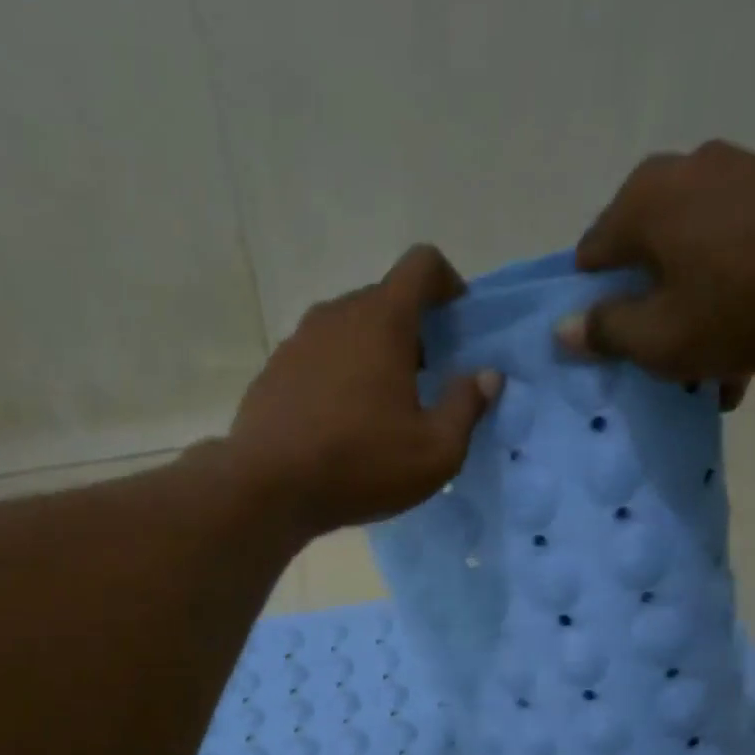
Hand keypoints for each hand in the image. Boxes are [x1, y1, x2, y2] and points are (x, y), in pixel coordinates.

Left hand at [229, 245, 501, 534]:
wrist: (268, 488)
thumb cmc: (360, 465)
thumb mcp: (435, 451)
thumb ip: (467, 407)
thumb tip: (487, 376)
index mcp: (381, 320)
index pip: (422, 265)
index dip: (448, 284)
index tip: (457, 323)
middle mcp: (336, 315)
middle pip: (383, 300)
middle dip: (412, 331)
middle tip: (424, 382)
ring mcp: (297, 342)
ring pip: (347, 332)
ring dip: (371, 356)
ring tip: (380, 410)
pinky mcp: (273, 373)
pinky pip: (317, 360)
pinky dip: (337, 377)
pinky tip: (339, 426)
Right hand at [557, 141, 754, 388]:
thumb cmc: (743, 303)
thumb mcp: (659, 338)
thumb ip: (604, 332)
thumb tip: (562, 329)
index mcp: (642, 202)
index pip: (589, 261)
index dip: (590, 311)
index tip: (607, 352)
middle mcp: (682, 174)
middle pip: (641, 262)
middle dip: (645, 316)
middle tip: (656, 364)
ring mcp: (735, 177)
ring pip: (688, 264)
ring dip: (689, 317)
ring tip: (706, 372)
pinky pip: (730, 256)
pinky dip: (727, 300)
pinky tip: (741, 352)